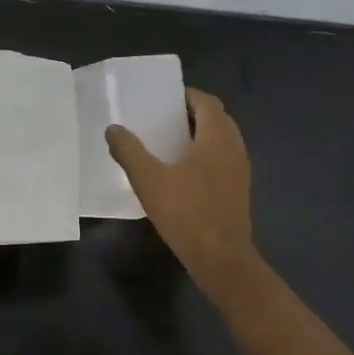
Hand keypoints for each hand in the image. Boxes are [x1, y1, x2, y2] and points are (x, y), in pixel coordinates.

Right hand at [105, 89, 256, 294]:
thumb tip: (113, 129)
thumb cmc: (186, 212)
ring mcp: (240, 170)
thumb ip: (129, 151)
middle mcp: (234, 147)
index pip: (207, 102)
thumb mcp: (148, 180)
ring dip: (199, 137)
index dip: (186, 96)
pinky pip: (223, 161)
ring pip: (221, 141)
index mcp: (217, 137)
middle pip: (216, 119)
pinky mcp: (239, 191)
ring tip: (169, 145)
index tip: (163, 101)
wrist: (221, 258)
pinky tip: (183, 174)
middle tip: (162, 121)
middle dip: (191, 115)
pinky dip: (205, 157)